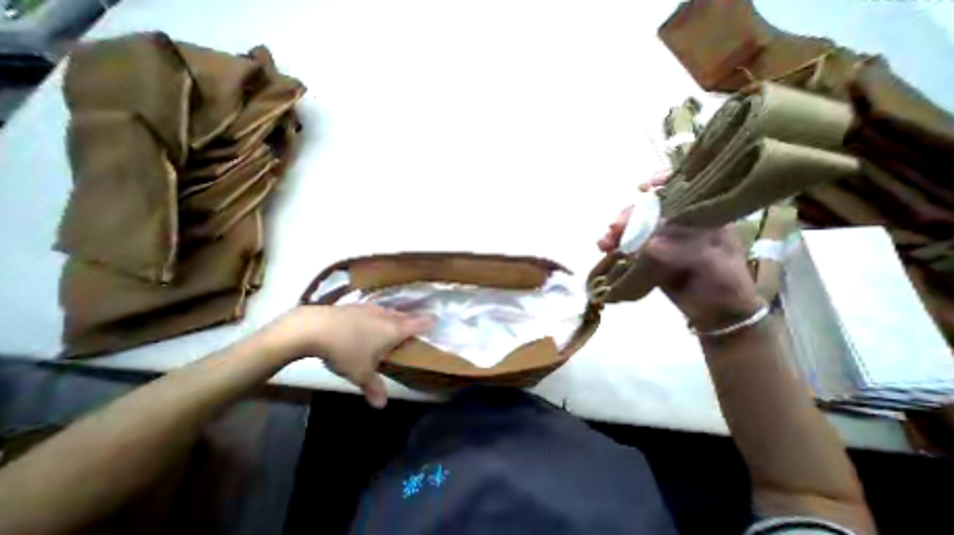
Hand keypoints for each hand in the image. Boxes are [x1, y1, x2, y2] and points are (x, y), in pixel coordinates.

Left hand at [259, 304, 433, 409]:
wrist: (315, 328)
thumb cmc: (346, 351)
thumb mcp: (360, 373)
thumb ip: (373, 387)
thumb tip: (381, 406)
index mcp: (394, 329)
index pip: (418, 324)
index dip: (428, 322)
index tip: (436, 320)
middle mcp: (385, 316)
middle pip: (404, 316)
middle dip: (411, 321)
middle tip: (415, 325)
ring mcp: (370, 308)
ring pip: (389, 312)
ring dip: (394, 317)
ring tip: (394, 323)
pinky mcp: (355, 306)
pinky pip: (373, 310)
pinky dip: (377, 315)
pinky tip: (369, 320)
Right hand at [599, 176, 764, 330]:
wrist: (713, 313)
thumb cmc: (724, 286)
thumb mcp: (714, 267)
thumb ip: (686, 252)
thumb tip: (649, 243)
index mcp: (703, 218)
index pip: (685, 191)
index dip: (665, 183)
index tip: (645, 187)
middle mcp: (679, 224)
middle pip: (650, 209)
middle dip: (629, 214)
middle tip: (613, 227)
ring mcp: (661, 239)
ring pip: (635, 226)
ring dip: (616, 231)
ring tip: (604, 243)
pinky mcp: (647, 253)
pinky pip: (628, 244)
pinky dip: (614, 244)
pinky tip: (604, 249)